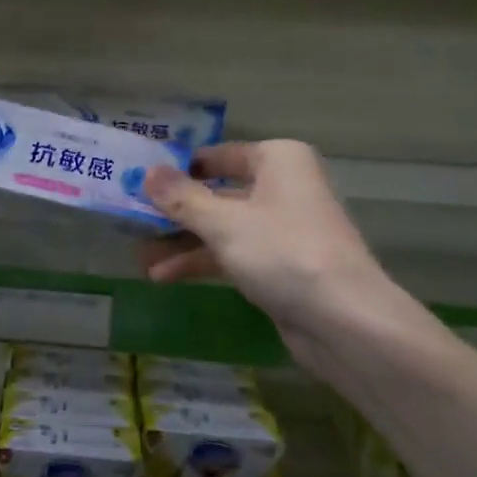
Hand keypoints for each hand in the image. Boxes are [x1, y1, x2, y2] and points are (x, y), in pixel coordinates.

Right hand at [145, 140, 476, 476]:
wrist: (346, 321)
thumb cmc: (283, 253)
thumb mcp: (224, 223)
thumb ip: (182, 198)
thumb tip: (147, 172)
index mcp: (277, 161)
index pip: (216, 155)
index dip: (177, 169)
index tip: (138, 183)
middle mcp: (282, 187)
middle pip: (216, 192)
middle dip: (174, 211)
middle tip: (130, 221)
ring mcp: (282, 228)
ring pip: (221, 227)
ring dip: (181, 242)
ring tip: (139, 257)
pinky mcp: (280, 265)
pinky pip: (232, 254)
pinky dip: (201, 262)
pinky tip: (164, 277)